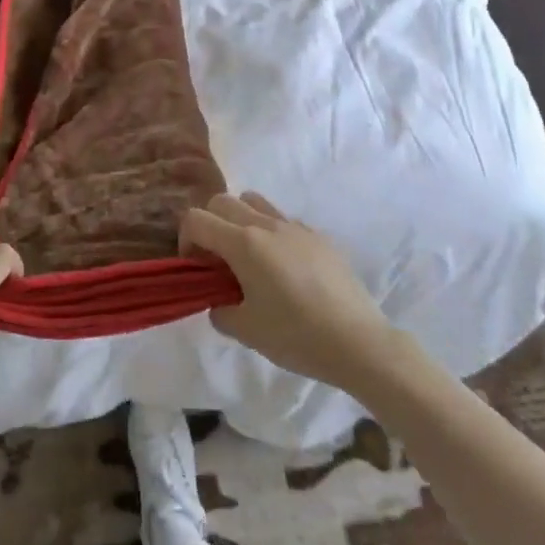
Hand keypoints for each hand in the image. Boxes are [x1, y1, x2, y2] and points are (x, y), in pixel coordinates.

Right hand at [180, 193, 390, 390]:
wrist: (359, 343)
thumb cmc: (296, 336)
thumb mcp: (245, 330)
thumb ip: (220, 310)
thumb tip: (221, 301)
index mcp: (243, 243)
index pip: (196, 219)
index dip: (185, 240)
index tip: (196, 268)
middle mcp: (267, 225)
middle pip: (222, 202)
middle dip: (209, 225)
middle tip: (217, 262)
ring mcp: (296, 228)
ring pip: (254, 201)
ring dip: (239, 221)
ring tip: (248, 257)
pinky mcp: (319, 237)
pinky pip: (283, 220)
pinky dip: (270, 233)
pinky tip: (283, 268)